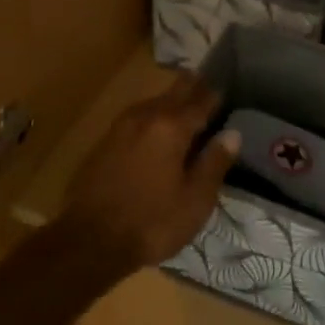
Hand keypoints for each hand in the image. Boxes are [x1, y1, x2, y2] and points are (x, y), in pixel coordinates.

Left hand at [60, 73, 240, 269]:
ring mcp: (120, 127)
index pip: (200, 101)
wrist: (90, 240)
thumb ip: (214, 162)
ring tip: (184, 103)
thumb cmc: (152, 222)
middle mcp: (145, 117)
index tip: (226, 89)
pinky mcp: (104, 142)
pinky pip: (136, 118)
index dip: (215, 95)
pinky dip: (151, 117)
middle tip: (206, 84)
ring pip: (152, 103)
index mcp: (171, 127)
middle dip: (191, 88)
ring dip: (169, 100)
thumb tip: (233, 133)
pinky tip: (155, 128)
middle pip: (173, 93)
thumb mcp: (195, 200)